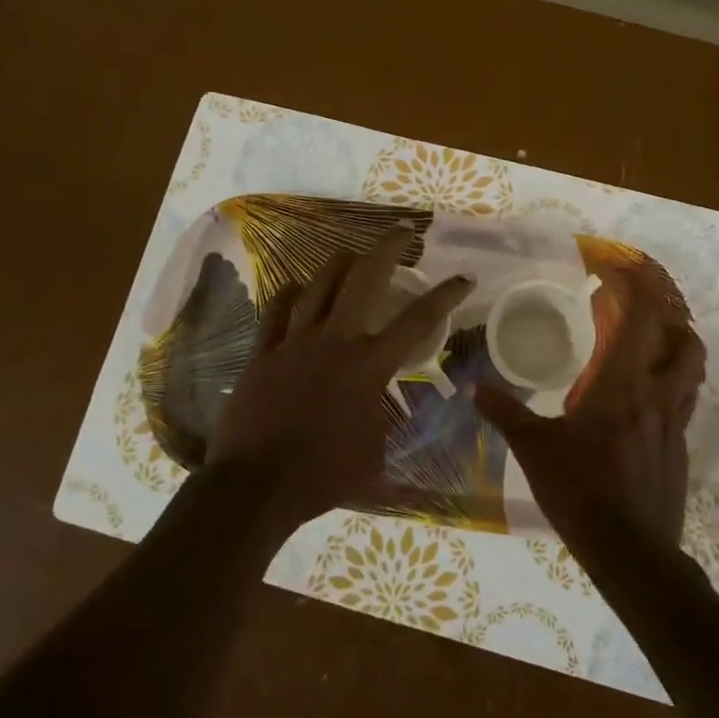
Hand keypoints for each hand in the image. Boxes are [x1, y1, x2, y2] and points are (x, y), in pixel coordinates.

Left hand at [205, 229, 472, 532]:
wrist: (256, 485)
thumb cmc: (322, 476)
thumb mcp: (374, 455)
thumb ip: (383, 423)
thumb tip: (384, 411)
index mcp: (368, 366)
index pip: (417, 320)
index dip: (445, 294)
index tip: (462, 277)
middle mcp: (335, 341)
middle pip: (363, 278)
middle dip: (387, 248)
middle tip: (401, 232)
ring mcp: (295, 342)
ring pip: (318, 284)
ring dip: (339, 263)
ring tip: (352, 255)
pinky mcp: (263, 352)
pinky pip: (276, 310)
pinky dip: (290, 294)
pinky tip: (297, 287)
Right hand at [475, 298, 705, 552]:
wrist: (631, 554)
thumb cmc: (580, 490)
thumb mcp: (534, 449)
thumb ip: (506, 414)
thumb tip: (474, 389)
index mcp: (623, 385)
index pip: (642, 319)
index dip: (637, 288)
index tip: (620, 271)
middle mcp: (657, 397)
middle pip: (686, 343)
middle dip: (671, 320)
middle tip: (642, 314)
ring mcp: (674, 427)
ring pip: (692, 375)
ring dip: (678, 353)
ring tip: (650, 351)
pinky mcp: (678, 454)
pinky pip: (682, 407)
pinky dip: (670, 390)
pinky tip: (642, 407)